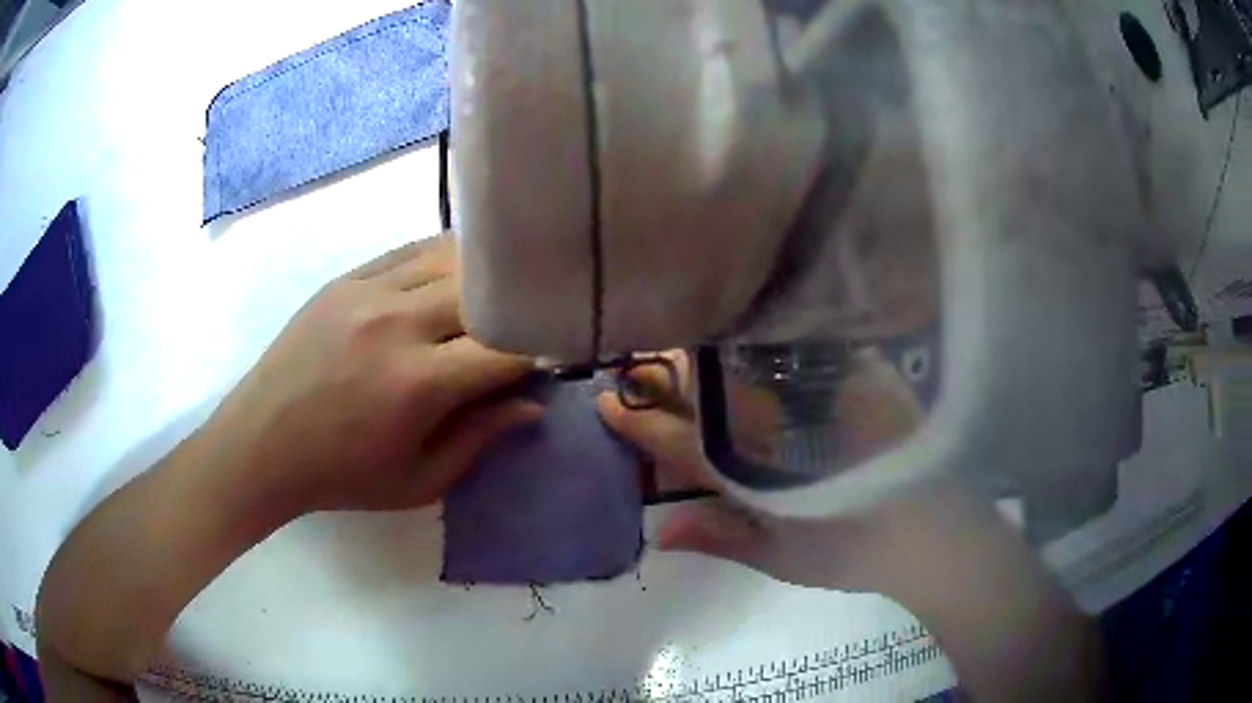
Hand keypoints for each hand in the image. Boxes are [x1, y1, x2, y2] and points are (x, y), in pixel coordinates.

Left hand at [213, 235, 539, 514]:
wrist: (262, 443)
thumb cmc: (341, 476)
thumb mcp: (417, 482)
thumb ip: (479, 439)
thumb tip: (531, 404)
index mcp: (418, 383)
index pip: (505, 348)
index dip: (541, 350)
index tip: (554, 357)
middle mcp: (398, 322)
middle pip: (484, 292)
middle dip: (515, 308)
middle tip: (528, 322)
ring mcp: (369, 290)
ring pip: (450, 258)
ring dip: (483, 275)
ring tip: (497, 293)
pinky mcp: (347, 277)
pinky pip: (410, 251)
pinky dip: (442, 259)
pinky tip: (453, 272)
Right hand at [599, 353, 1107, 701]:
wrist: (937, 533)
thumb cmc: (857, 552)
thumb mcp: (784, 557)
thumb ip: (721, 538)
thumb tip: (658, 531)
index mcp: (761, 470)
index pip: (683, 439)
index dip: (640, 421)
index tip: (604, 397)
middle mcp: (786, 420)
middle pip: (710, 382)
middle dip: (668, 372)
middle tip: (643, 370)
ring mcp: (824, 391)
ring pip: (748, 359)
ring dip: (710, 356)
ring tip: (685, 354)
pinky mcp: (858, 373)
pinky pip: (798, 348)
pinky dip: (765, 346)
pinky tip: (753, 343)